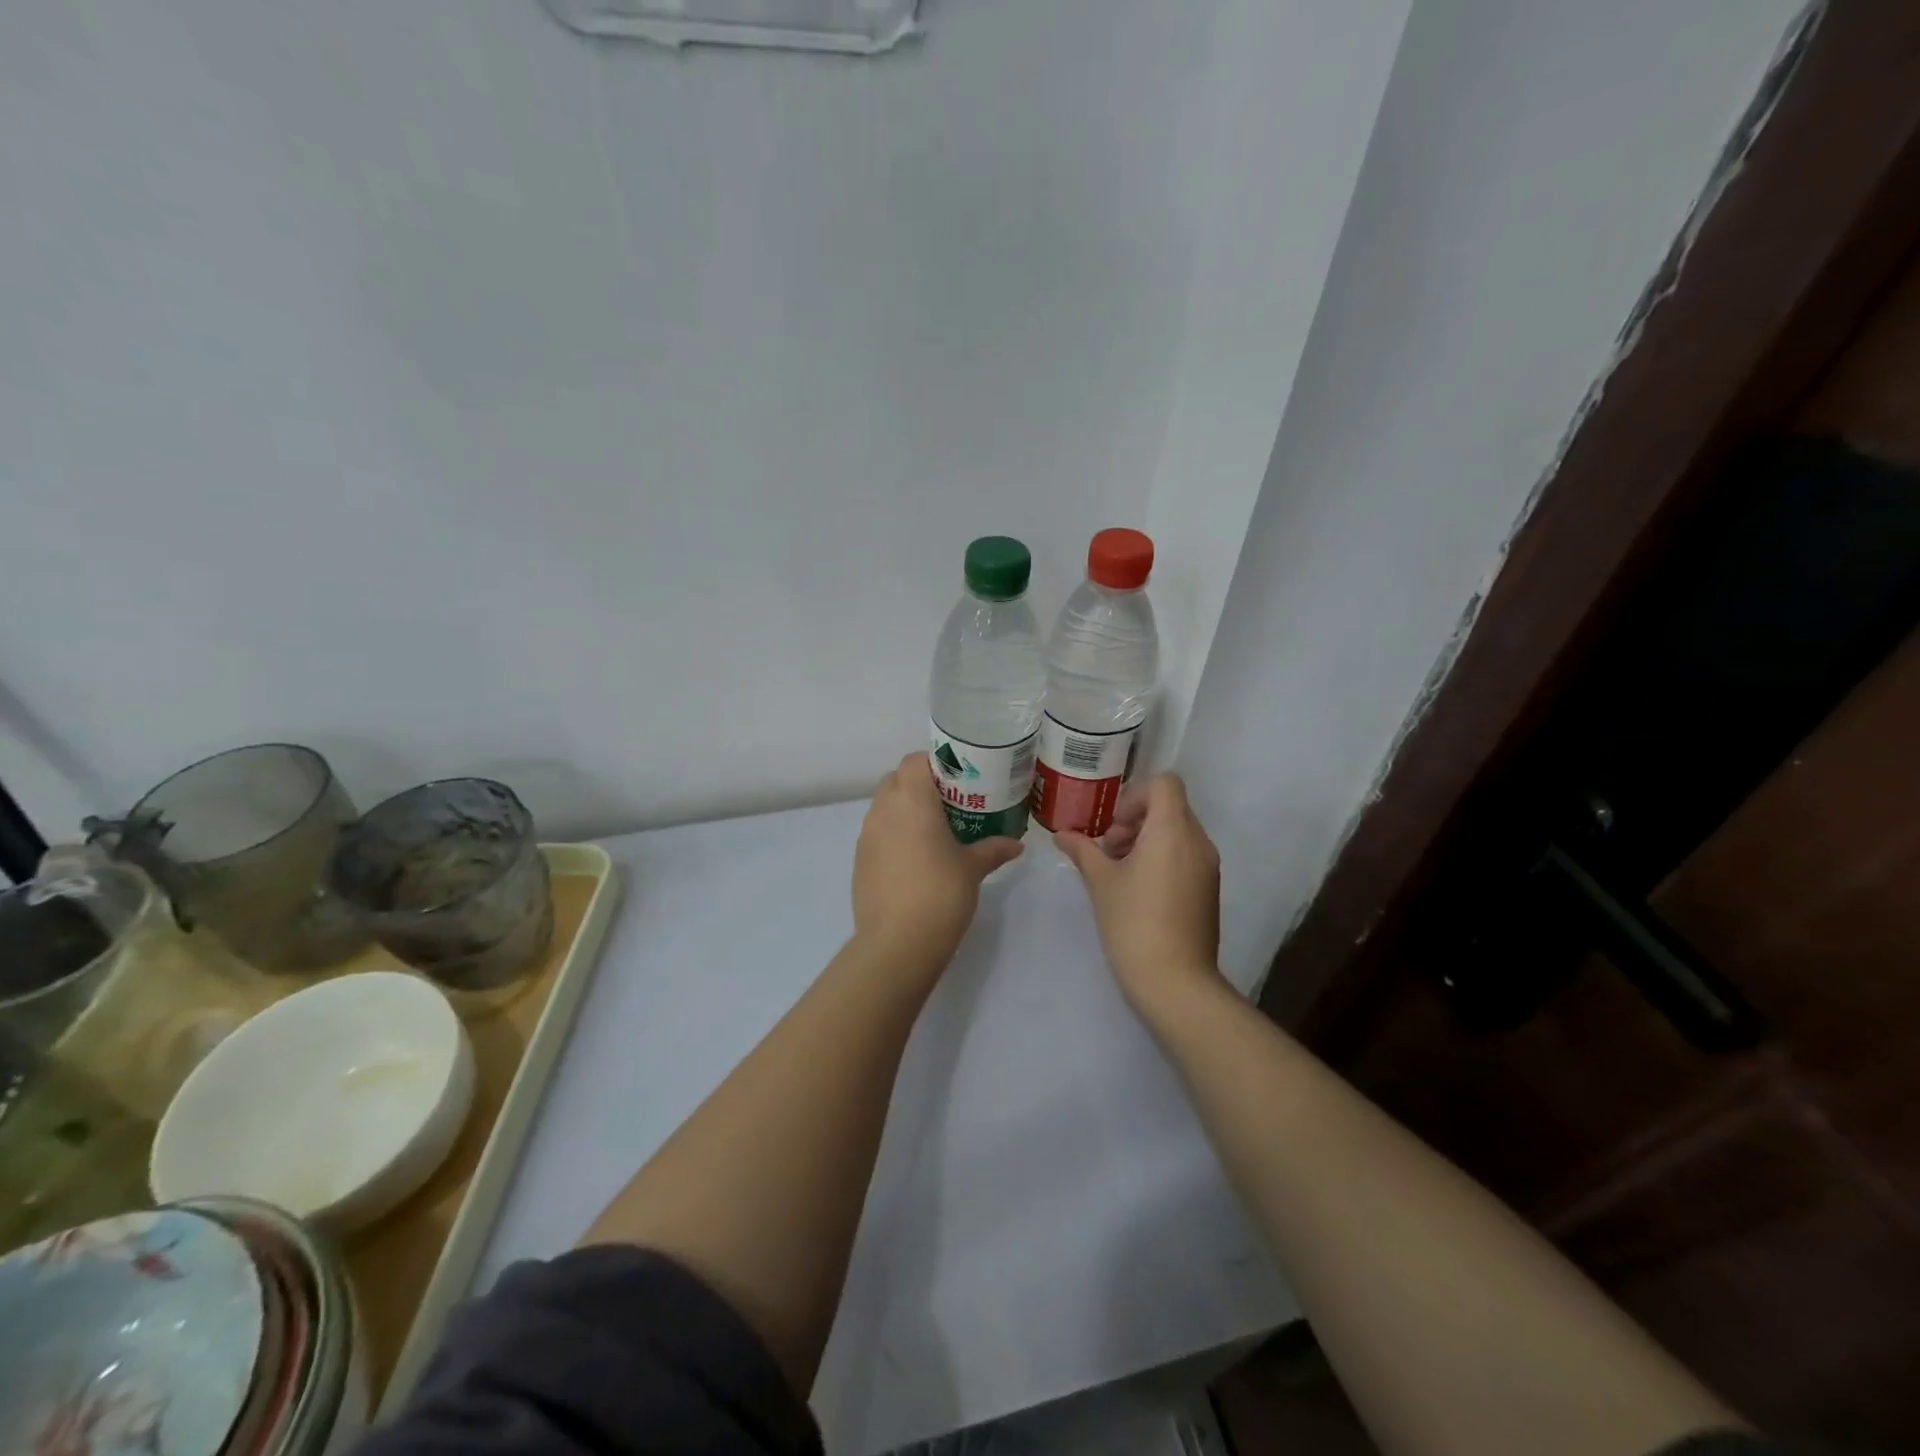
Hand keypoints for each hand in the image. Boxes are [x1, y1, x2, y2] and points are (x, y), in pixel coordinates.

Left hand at [852, 753, 1023, 973]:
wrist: (897, 943)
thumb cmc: (940, 893)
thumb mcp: (973, 868)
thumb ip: (993, 849)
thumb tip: (1016, 844)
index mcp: (911, 800)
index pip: (914, 760)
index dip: (934, 763)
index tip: (957, 778)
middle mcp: (883, 809)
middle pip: (896, 779)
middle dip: (919, 785)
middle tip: (949, 803)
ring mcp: (866, 835)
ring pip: (884, 806)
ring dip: (904, 810)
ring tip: (933, 831)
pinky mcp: (859, 860)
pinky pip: (877, 833)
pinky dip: (893, 835)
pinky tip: (915, 859)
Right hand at [1054, 774, 1222, 1012]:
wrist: (1176, 982)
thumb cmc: (1133, 922)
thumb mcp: (1100, 882)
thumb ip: (1083, 850)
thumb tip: (1061, 834)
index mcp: (1173, 830)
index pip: (1165, 783)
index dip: (1135, 796)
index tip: (1114, 826)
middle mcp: (1198, 841)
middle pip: (1170, 807)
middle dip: (1136, 820)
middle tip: (1109, 850)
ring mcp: (1208, 867)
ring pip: (1178, 833)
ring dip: (1147, 840)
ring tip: (1119, 871)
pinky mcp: (1209, 889)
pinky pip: (1186, 856)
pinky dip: (1162, 858)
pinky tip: (1138, 890)